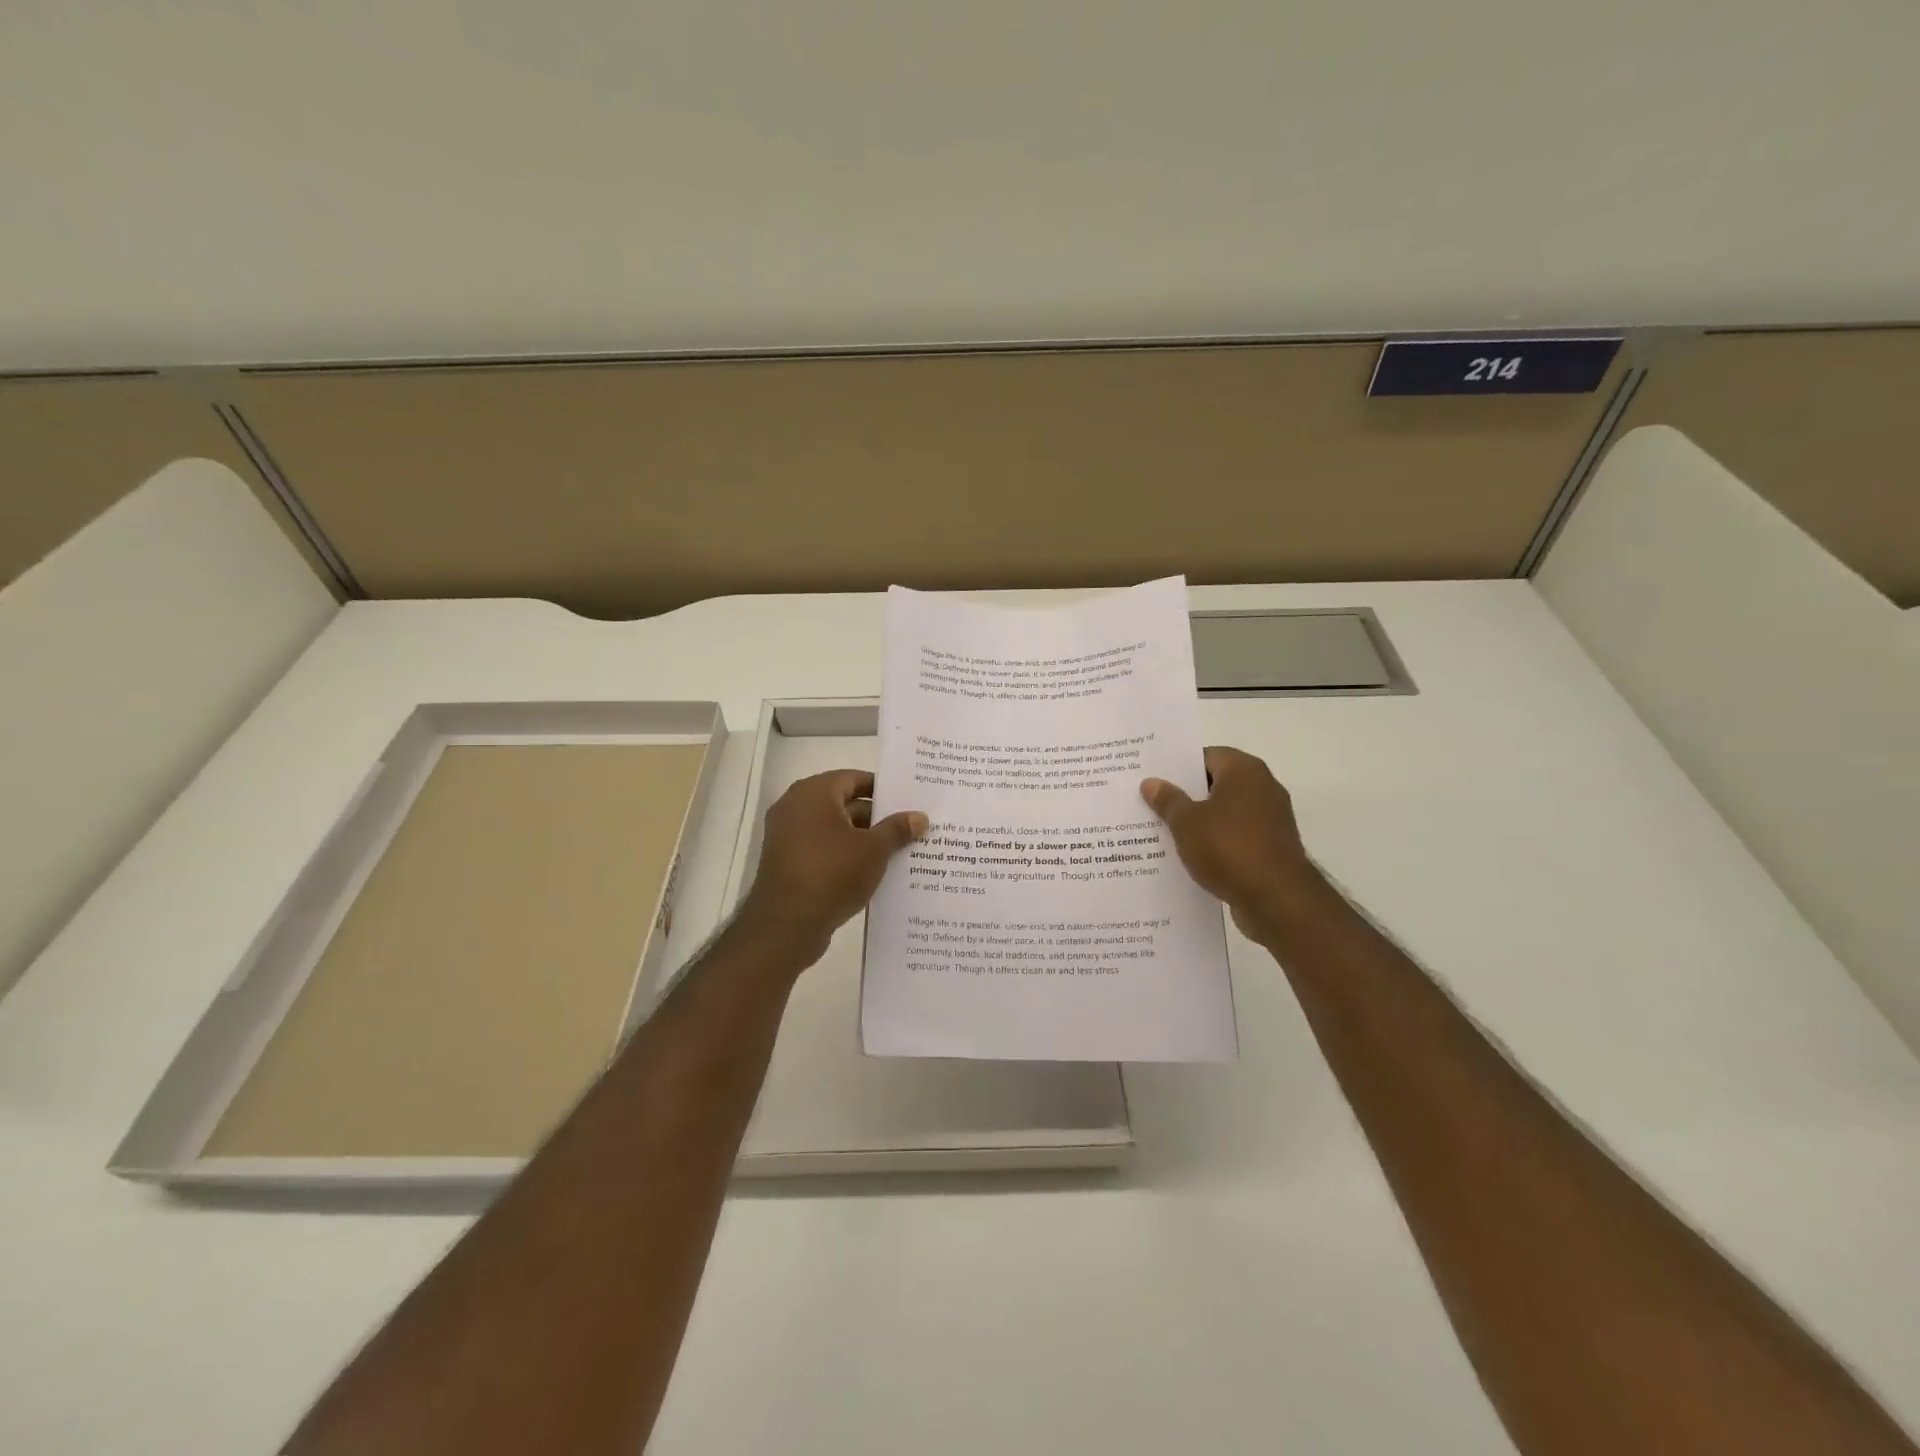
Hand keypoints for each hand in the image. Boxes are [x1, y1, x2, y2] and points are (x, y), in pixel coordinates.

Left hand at [738, 770, 926, 961]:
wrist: (786, 925)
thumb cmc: (832, 873)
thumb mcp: (874, 850)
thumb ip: (897, 829)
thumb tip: (920, 816)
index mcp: (814, 793)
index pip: (854, 779)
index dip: (883, 789)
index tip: (908, 800)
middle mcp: (795, 807)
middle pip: (843, 803)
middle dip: (876, 816)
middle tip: (909, 826)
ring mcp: (787, 836)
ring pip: (834, 829)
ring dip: (862, 838)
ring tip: (897, 850)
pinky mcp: (787, 862)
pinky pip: (822, 849)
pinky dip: (844, 855)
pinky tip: (872, 870)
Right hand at [1141, 746, 1321, 940]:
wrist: (1276, 899)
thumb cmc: (1229, 847)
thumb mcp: (1186, 822)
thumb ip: (1168, 800)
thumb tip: (1151, 782)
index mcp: (1244, 771)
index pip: (1206, 756)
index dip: (1178, 767)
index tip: (1153, 778)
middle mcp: (1263, 788)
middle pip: (1217, 784)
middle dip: (1186, 795)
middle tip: (1151, 803)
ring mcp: (1271, 820)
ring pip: (1225, 813)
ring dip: (1200, 822)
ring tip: (1163, 831)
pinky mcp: (1271, 849)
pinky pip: (1235, 837)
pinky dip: (1215, 843)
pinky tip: (1189, 856)